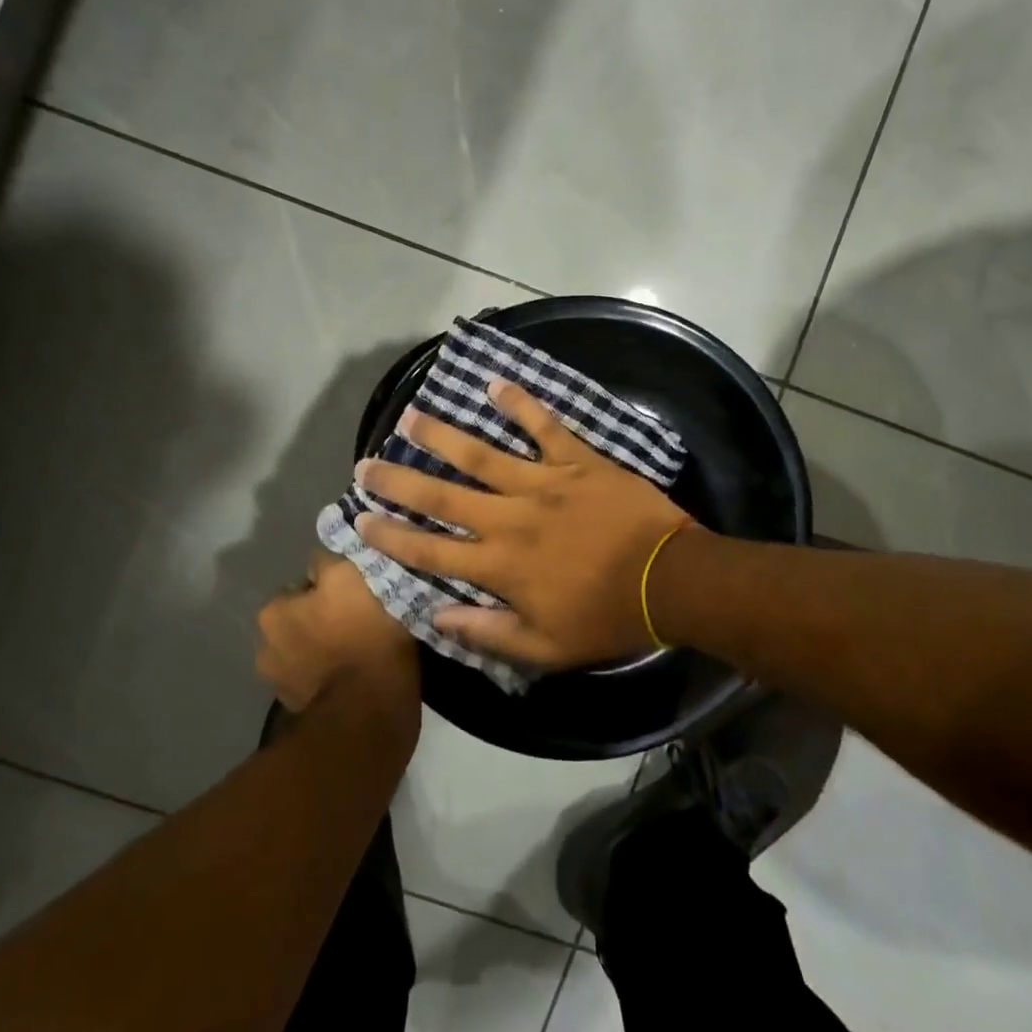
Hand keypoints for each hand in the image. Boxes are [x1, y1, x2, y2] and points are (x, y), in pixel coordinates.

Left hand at [255, 550, 419, 712]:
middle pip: (303, 619)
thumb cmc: (361, 631)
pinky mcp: (301, 711)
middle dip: (324, 618)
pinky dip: (333, 675)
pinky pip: (320, 680)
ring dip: (328, 648)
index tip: (357, 592)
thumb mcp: (349, 575)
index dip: (332, 586)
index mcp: (272, 613)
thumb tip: (318, 561)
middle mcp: (265, 648)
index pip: (303, 585)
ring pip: (310, 651)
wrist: (371, 707)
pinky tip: (358, 672)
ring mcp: (281, 685)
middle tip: (361, 618)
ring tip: (362, 647)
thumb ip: (327, 561)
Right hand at [353, 380, 691, 669]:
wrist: (670, 580)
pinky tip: (495, 383)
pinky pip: (545, 426)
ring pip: (482, 456)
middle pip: (443, 497)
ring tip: (410, 416)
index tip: (361, 519)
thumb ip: (489, 633)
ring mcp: (544, 483)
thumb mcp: (546, 647)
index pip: (432, 551)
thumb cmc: (607, 618)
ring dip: (443, 436)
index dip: (393, 537)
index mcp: (501, 567)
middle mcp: (511, 519)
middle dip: (400, 482)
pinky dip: (521, 404)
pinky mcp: (577, 460)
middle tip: (366, 463)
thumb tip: (438, 615)